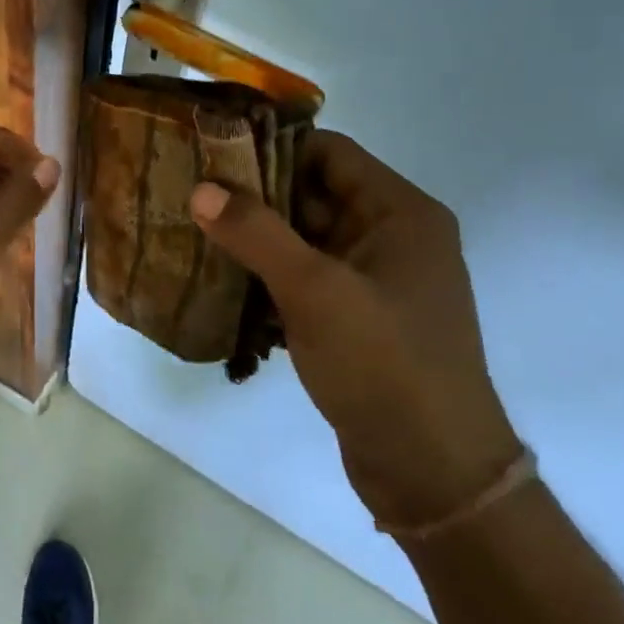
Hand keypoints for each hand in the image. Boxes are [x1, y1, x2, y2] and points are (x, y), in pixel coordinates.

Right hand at [189, 131, 522, 532]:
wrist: (432, 474)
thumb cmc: (384, 366)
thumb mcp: (315, 291)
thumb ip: (256, 233)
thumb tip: (201, 187)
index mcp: (400, 214)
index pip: (329, 153)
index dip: (272, 149)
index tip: (212, 157)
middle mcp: (391, 238)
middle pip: (312, 195)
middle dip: (254, 198)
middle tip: (191, 197)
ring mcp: (374, 282)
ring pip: (303, 241)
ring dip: (254, 242)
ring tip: (194, 237)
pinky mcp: (357, 320)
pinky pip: (304, 280)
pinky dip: (267, 280)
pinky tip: (222, 287)